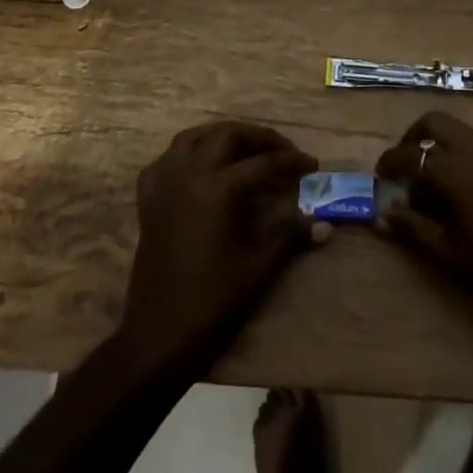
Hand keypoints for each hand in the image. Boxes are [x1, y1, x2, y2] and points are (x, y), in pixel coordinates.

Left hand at [118, 120, 319, 374]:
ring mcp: (164, 184)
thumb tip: (324, 225)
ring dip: (222, 136)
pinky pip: (167, 160)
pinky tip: (201, 167)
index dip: (291, 162)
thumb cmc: (212, 301)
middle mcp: (189, 173)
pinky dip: (187, 154)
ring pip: (194, 137)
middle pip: (228, 136)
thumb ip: (289, 236)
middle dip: (258, 138)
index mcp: (218, 188)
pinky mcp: (148, 200)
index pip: (263, 163)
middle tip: (282, 151)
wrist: (159, 336)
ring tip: (245, 148)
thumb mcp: (258, 266)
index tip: (312, 165)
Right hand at [376, 111, 472, 338]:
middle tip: (405, 167)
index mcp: (457, 170)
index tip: (379, 176)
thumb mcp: (452, 257)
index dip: (390, 162)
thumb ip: (414, 229)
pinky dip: (465, 156)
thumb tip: (385, 214)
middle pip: (436, 122)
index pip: (410, 154)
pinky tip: (467, 191)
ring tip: (434, 184)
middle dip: (414, 138)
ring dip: (441, 146)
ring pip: (462, 133)